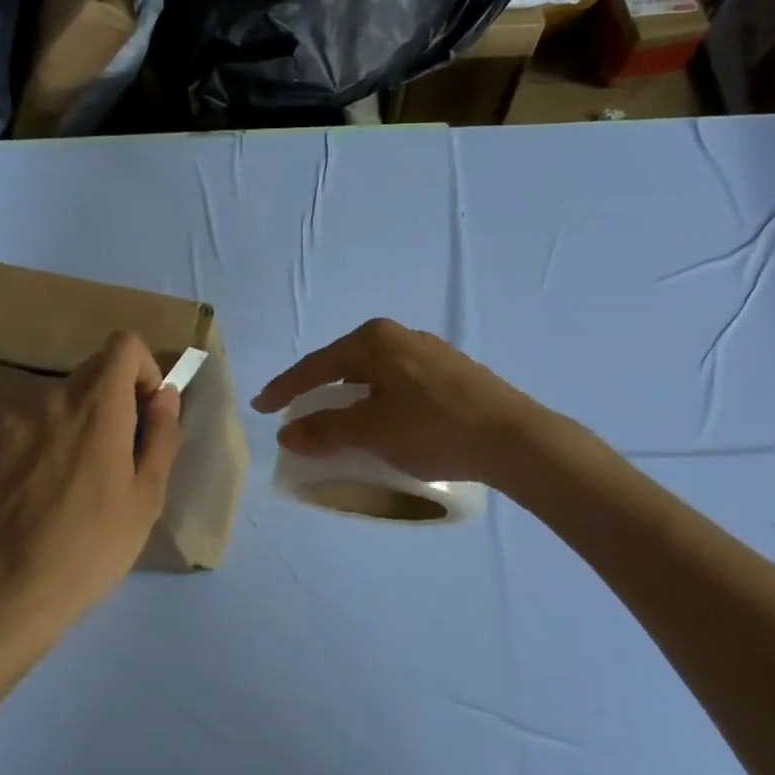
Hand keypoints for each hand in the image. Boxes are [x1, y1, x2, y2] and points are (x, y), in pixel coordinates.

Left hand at [0, 332, 181, 630]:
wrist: (17, 586)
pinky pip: (24, 422)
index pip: (123, 344)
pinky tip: (39, 485)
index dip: (141, 370)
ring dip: (73, 421)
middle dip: (111, 400)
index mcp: (98, 406)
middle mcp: (50, 398)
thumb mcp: (149, 494)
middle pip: (90, 372)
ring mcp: (10, 418)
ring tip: (72, 477)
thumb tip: (165, 395)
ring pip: (56, 400)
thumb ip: (162, 434)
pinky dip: (39, 439)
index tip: (143, 412)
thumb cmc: (97, 543)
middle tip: (113, 454)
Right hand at [252, 318, 537, 484]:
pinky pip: (397, 385)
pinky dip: (378, 404)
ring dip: (350, 401)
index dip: (285, 388)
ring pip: (373, 376)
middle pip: (344, 366)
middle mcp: (400, 336)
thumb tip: (287, 433)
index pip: (316, 365)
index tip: (261, 407)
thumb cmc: (432, 428)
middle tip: (298, 415)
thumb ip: (324, 430)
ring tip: (338, 425)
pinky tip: (382, 424)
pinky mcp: (451, 373)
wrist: (513, 438)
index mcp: (374, 339)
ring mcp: (429, 353)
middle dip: (319, 393)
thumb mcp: (370, 431)